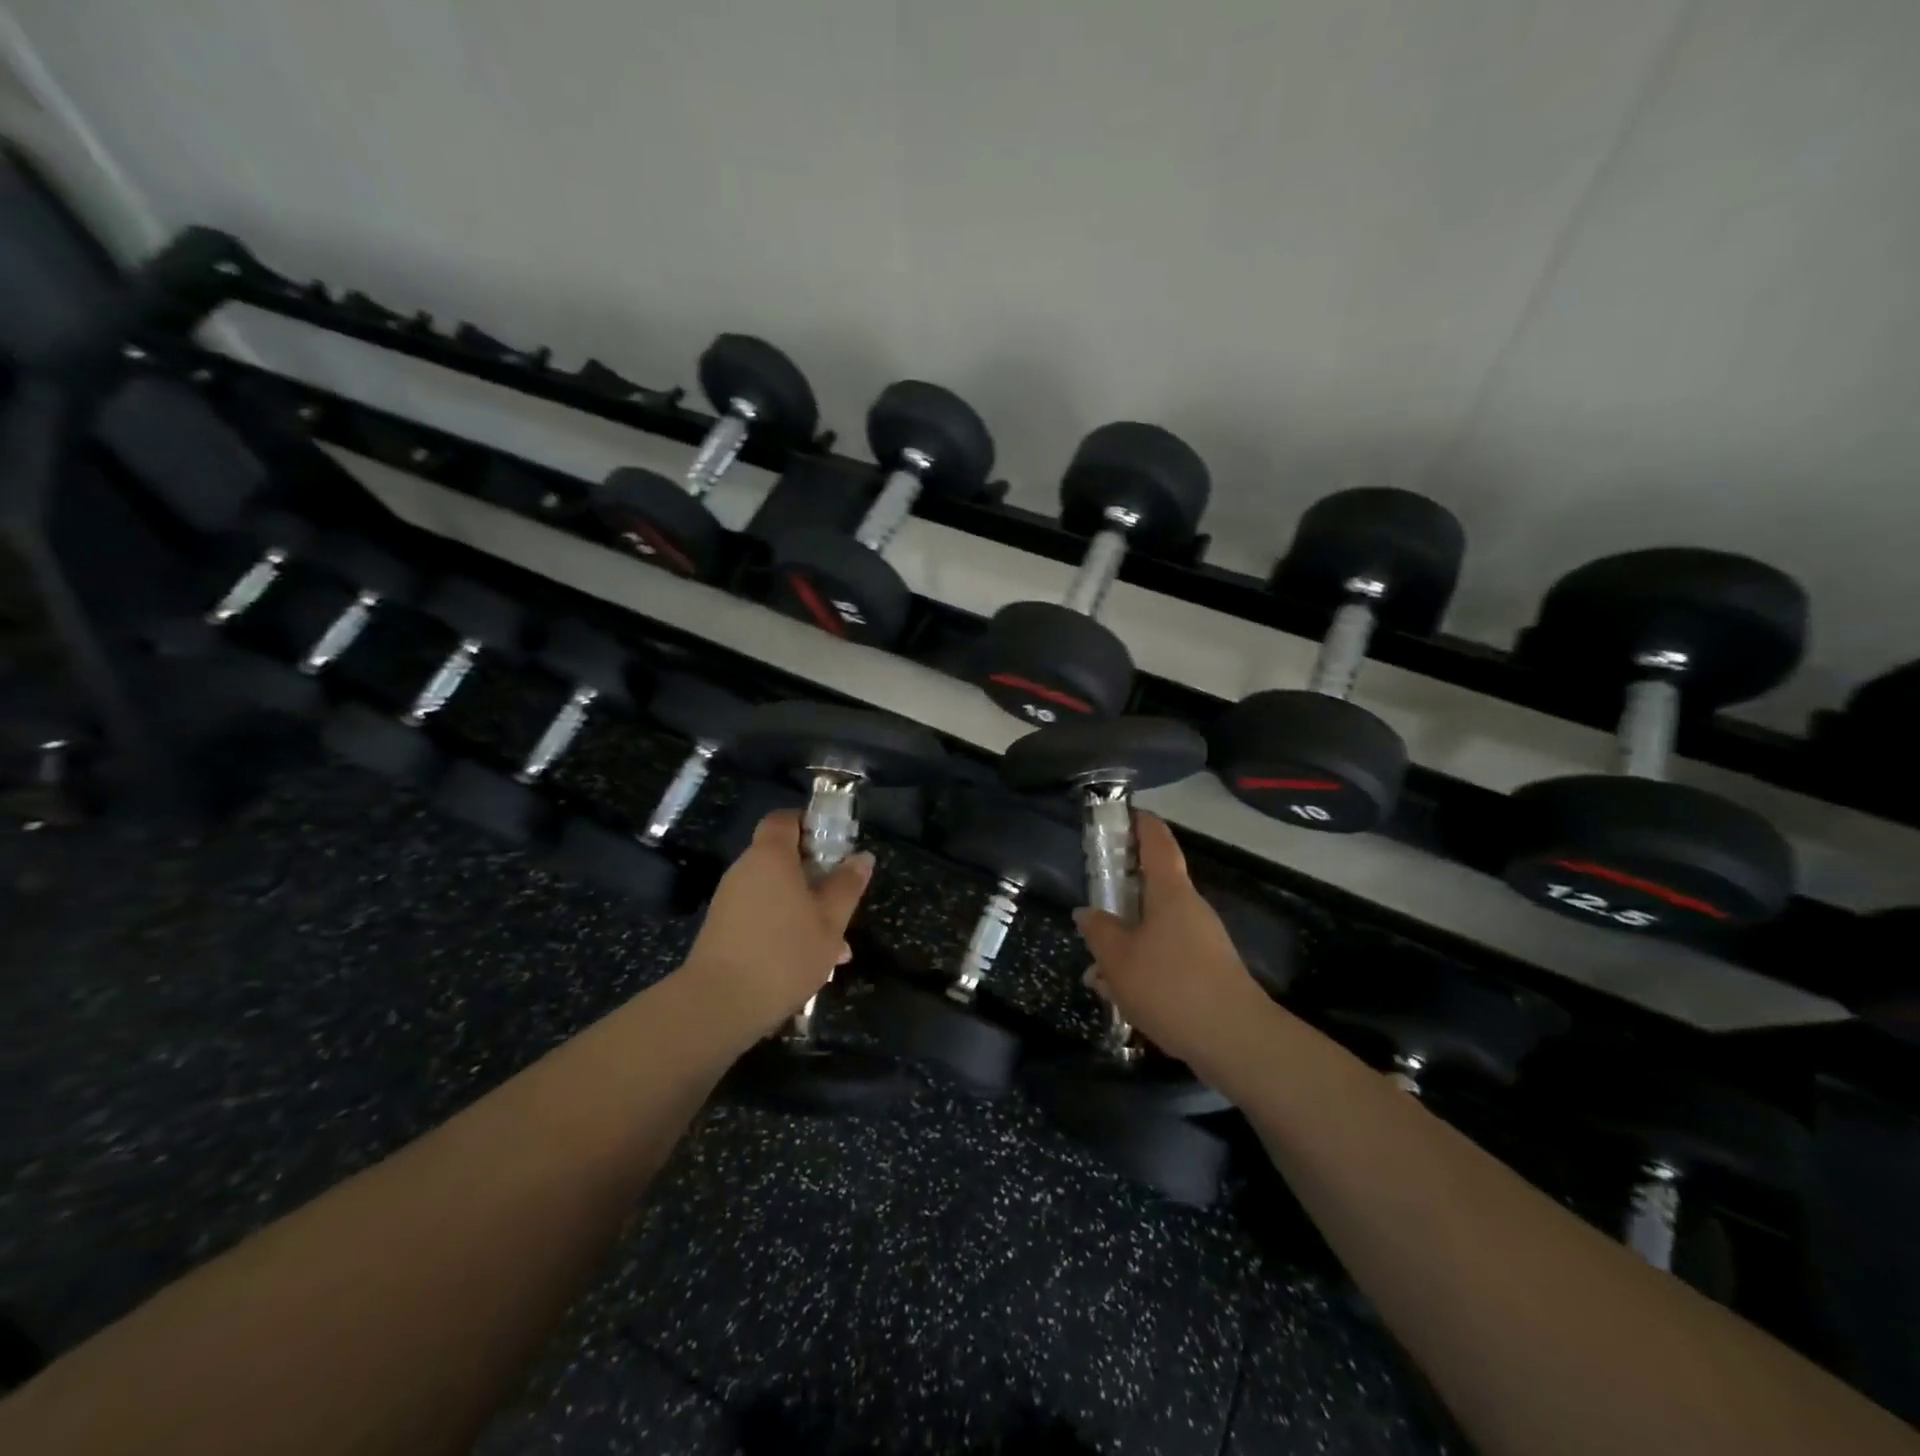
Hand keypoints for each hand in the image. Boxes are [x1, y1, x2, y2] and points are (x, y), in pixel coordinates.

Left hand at [680, 811, 874, 1040]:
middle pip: (781, 858)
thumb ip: (847, 885)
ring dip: (805, 907)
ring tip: (836, 945)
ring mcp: (730, 901)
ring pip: (776, 892)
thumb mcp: (830, 921)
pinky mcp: (723, 930)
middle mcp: (745, 870)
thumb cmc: (783, 954)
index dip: (808, 823)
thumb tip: (863, 856)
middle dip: (815, 874)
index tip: (835, 843)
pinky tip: (810, 962)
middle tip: (843, 899)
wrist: (718, 1005)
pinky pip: (762, 915)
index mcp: (770, 857)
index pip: (784, 819)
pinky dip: (785, 926)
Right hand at [1073, 812, 1269, 1068]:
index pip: (1158, 842)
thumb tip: (1086, 913)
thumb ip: (1099, 931)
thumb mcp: (1118, 959)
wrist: (1234, 1040)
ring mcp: (1203, 942)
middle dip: (1121, 897)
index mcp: (1170, 893)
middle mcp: (1190, 910)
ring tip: (1096, 971)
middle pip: (1153, 889)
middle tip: (1092, 906)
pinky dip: (1141, 967)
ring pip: (1155, 930)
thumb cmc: (1170, 985)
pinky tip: (1120, 996)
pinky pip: (1166, 957)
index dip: (1141, 824)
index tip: (1124, 813)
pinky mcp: (1207, 972)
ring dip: (1126, 942)